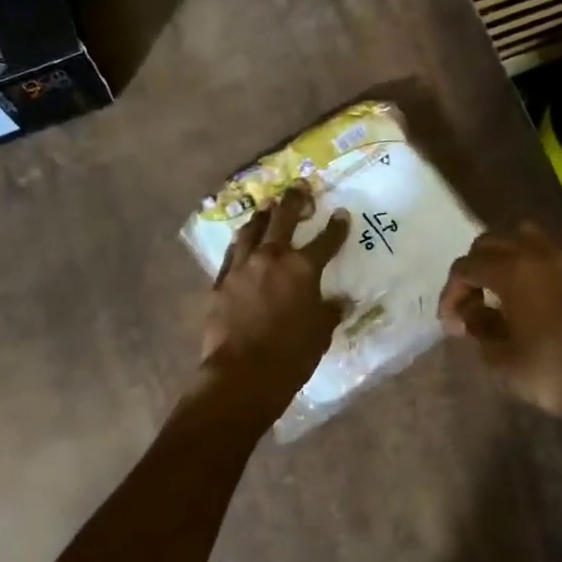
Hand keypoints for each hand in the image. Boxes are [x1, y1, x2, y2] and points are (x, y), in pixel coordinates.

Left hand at [198, 185, 349, 412]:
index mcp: (302, 269)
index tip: (341, 213)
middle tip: (298, 187)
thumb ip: (329, 311)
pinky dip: (241, 243)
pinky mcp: (221, 282)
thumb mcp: (320, 334)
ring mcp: (242, 267)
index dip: (336, 227)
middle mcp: (271, 258)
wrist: (242, 374)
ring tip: (266, 208)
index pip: (325, 241)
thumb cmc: (291, 356)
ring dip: (261, 217)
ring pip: (251, 231)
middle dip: (293, 201)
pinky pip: (232, 253)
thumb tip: (340, 301)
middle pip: (283, 220)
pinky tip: (242, 241)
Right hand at [438, 221, 561, 422]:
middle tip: (472, 303)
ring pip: (525, 230)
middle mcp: (540, 252)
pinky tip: (545, 266)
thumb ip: (477, 324)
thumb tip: (469, 310)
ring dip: (506, 249)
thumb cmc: (551, 375)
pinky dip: (549, 246)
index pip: (466, 267)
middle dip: (473, 270)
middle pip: (490, 242)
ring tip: (503, 278)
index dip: (451, 293)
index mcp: (513, 272)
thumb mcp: (499, 357)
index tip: (451, 324)